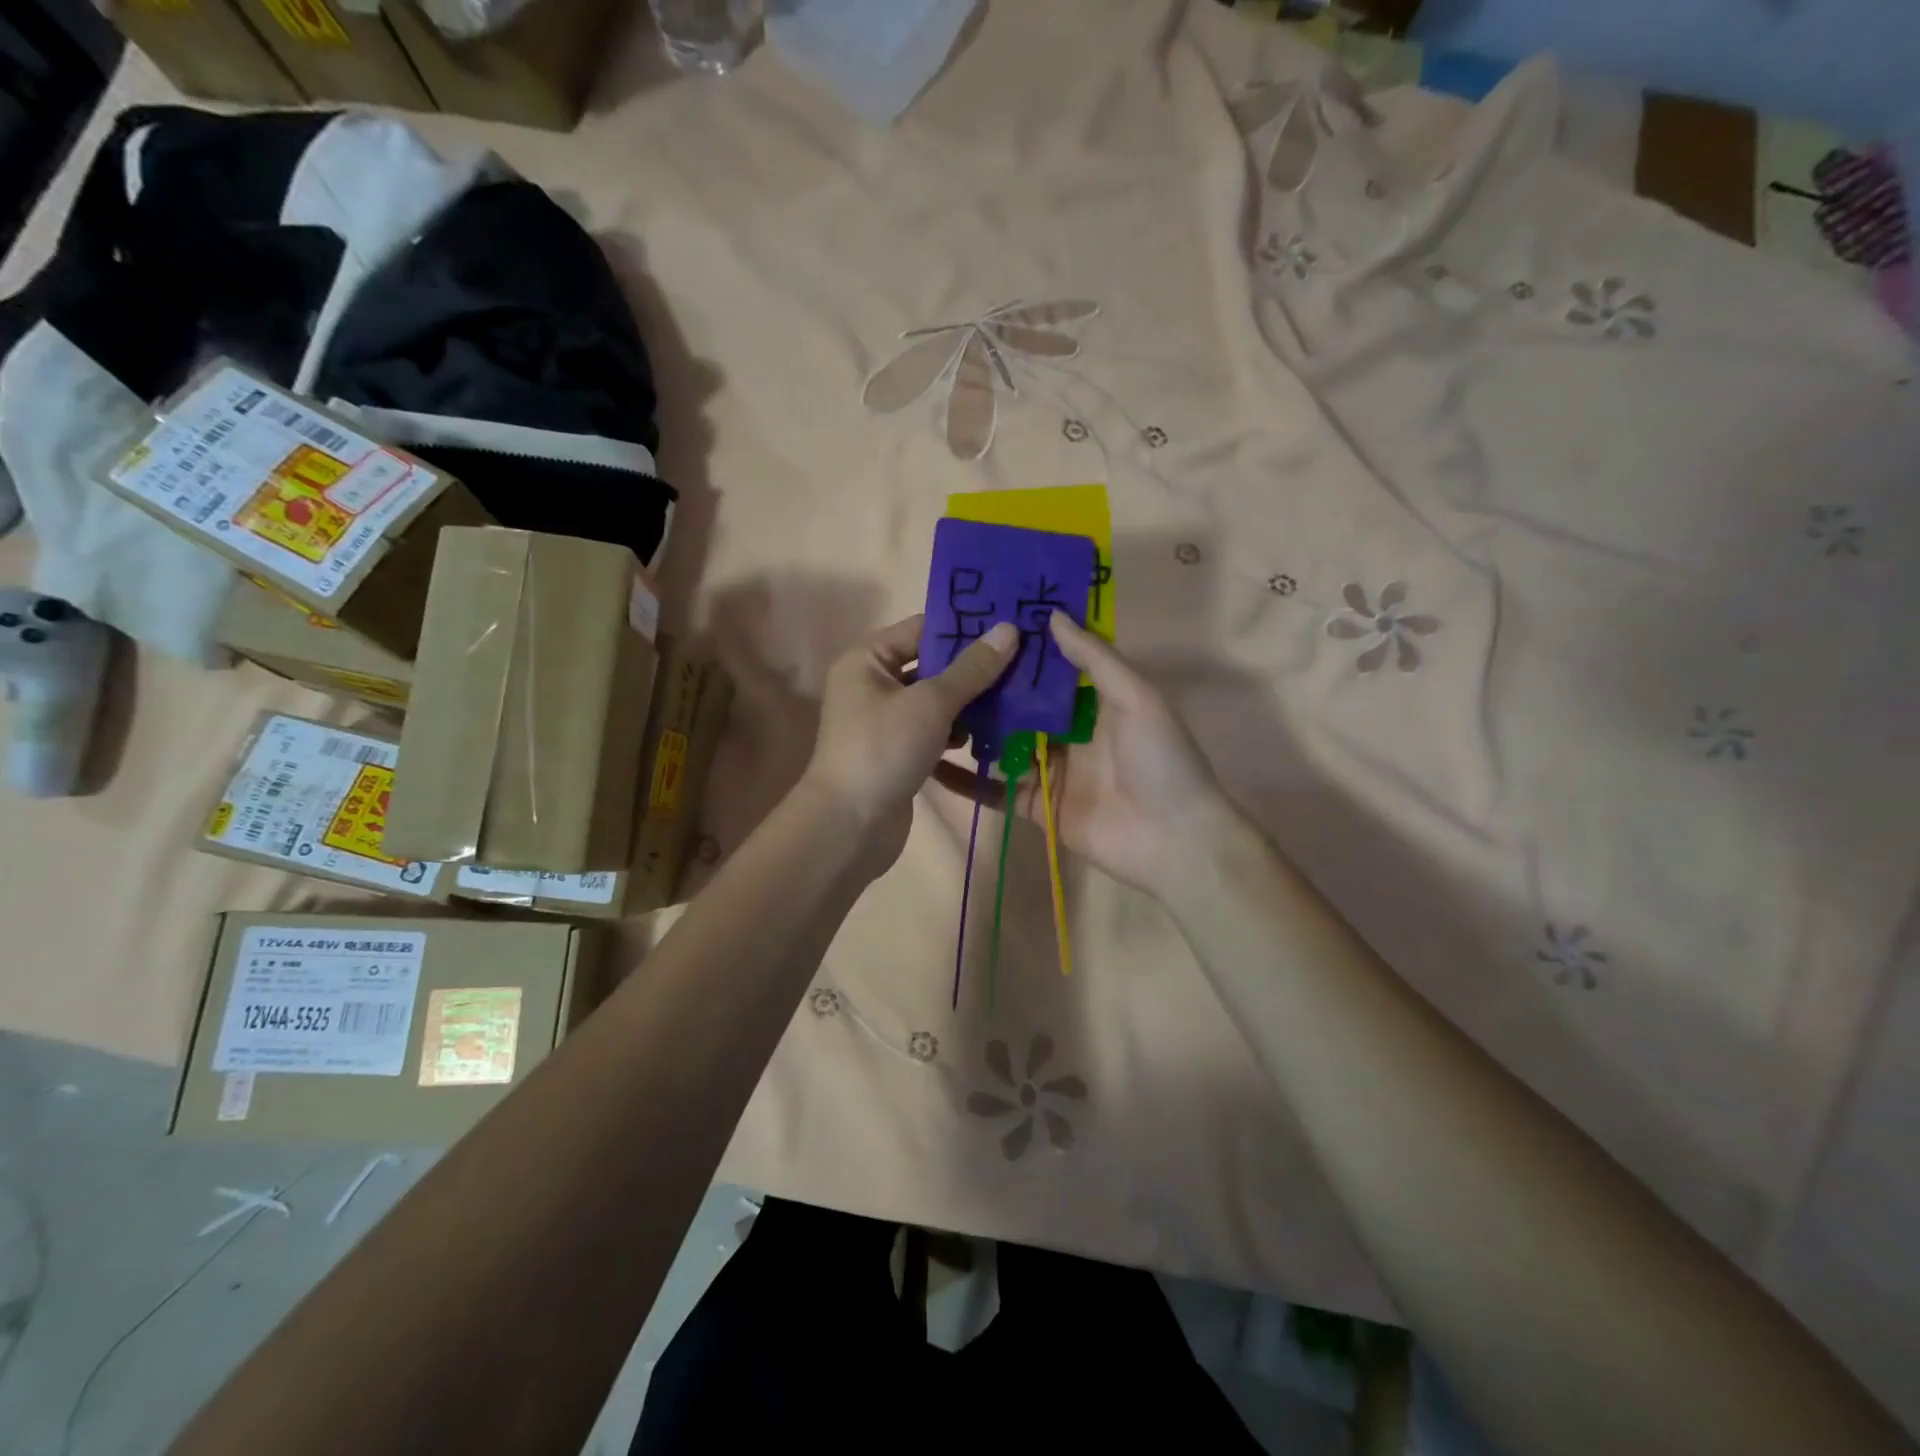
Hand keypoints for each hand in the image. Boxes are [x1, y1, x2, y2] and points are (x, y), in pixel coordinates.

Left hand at [803, 614, 1019, 870]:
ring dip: (970, 704)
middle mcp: (872, 684)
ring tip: (1015, 701)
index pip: (922, 629)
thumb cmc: (884, 749)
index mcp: (868, 659)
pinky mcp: (897, 753)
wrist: (849, 826)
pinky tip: (989, 738)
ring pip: (936, 702)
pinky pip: (933, 732)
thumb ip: (971, 669)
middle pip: (932, 666)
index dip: (965, 628)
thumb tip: (1009, 629)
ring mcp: (884, 721)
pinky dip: (957, 734)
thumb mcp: (931, 703)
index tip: (1011, 625)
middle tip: (1024, 664)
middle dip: (974, 670)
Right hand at [935, 614, 1238, 897]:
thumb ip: (1095, 659)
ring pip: (1003, 744)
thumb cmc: (1160, 761)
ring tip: (926, 704)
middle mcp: (1070, 733)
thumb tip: (1052, 616)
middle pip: (1021, 705)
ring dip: (972, 729)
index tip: (983, 622)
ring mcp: (1050, 771)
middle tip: (941, 661)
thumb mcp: (1136, 698)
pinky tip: (932, 763)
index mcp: (1096, 703)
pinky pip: (996, 789)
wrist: (1173, 841)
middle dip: (988, 686)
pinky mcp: (1036, 806)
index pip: (1052, 669)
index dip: (1022, 648)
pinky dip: (967, 780)